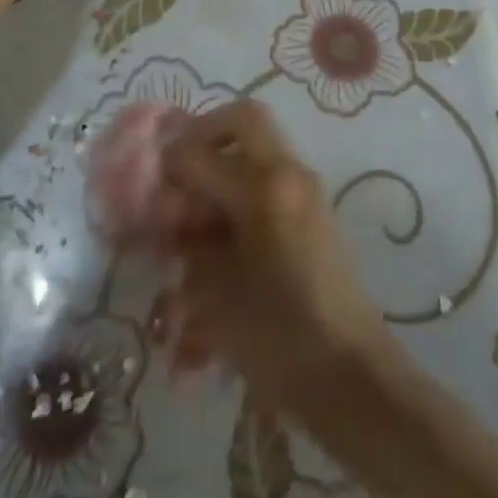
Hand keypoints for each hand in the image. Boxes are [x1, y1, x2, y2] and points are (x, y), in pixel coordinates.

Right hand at [155, 101, 393, 416]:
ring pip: (259, 148)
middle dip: (204, 133)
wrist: (352, 378)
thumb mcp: (214, 295)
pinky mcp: (315, 214)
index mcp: (262, 187)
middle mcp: (288, 174)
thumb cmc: (278, 339)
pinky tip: (223, 241)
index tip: (144, 188)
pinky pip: (273, 181)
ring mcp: (306, 191)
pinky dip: (244, 190)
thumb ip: (186, 244)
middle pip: (244, 118)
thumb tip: (166, 215)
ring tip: (196, 212)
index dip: (164, 167)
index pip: (198, 151)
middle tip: (177, 171)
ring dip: (224, 162)